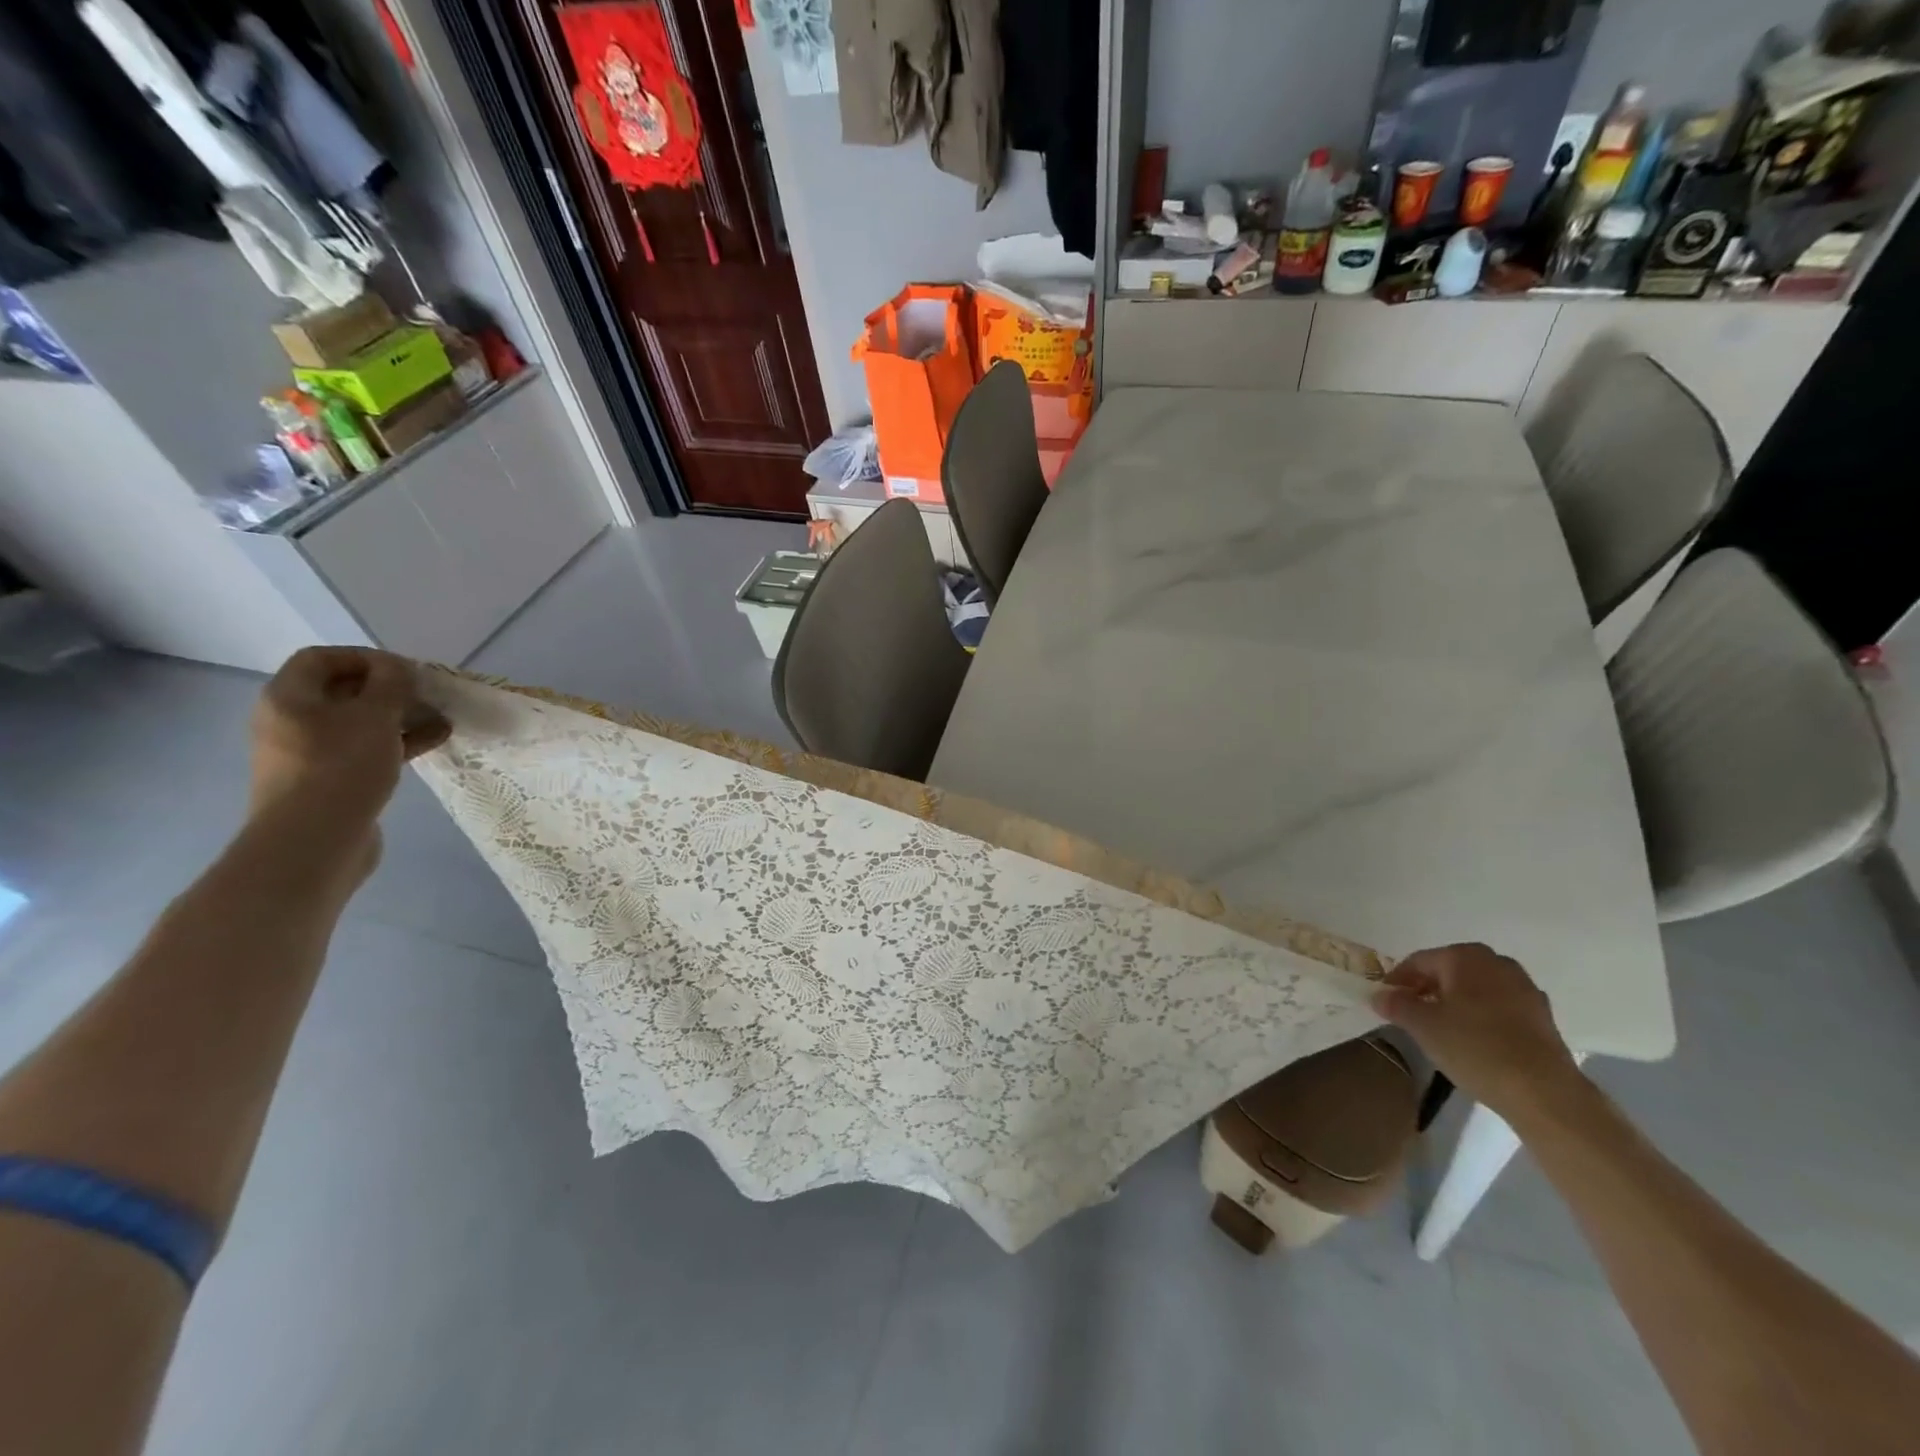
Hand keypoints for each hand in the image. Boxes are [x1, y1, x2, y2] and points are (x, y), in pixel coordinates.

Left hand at [249, 648, 450, 835]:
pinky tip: (434, 742)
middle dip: (389, 690)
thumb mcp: (374, 716)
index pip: (322, 658)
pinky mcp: (329, 781)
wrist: (314, 841)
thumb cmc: (340, 767)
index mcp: (289, 698)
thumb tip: (398, 669)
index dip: (366, 657)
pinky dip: (397, 742)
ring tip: (441, 719)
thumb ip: (391, 684)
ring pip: (359, 723)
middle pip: (342, 691)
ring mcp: (308, 754)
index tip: (406, 671)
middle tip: (427, 695)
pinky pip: (365, 750)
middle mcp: (291, 721)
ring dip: (400, 717)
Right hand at [1372, 943, 1584, 1118]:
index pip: (1418, 961)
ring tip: (1442, 1029)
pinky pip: (1499, 1007)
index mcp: (1465, 956)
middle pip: (1450, 971)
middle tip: (1412, 1014)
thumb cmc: (1475, 1048)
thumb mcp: (1422, 1026)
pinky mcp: (1542, 1017)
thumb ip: (1396, 1004)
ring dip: (1456, 1002)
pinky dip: (1482, 1017)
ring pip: (1476, 989)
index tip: (1385, 1002)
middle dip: (1428, 989)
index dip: (1397, 981)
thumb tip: (1380, 995)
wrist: (1544, 1093)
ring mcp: (1525, 989)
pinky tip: (1474, 1041)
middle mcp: (1497, 963)